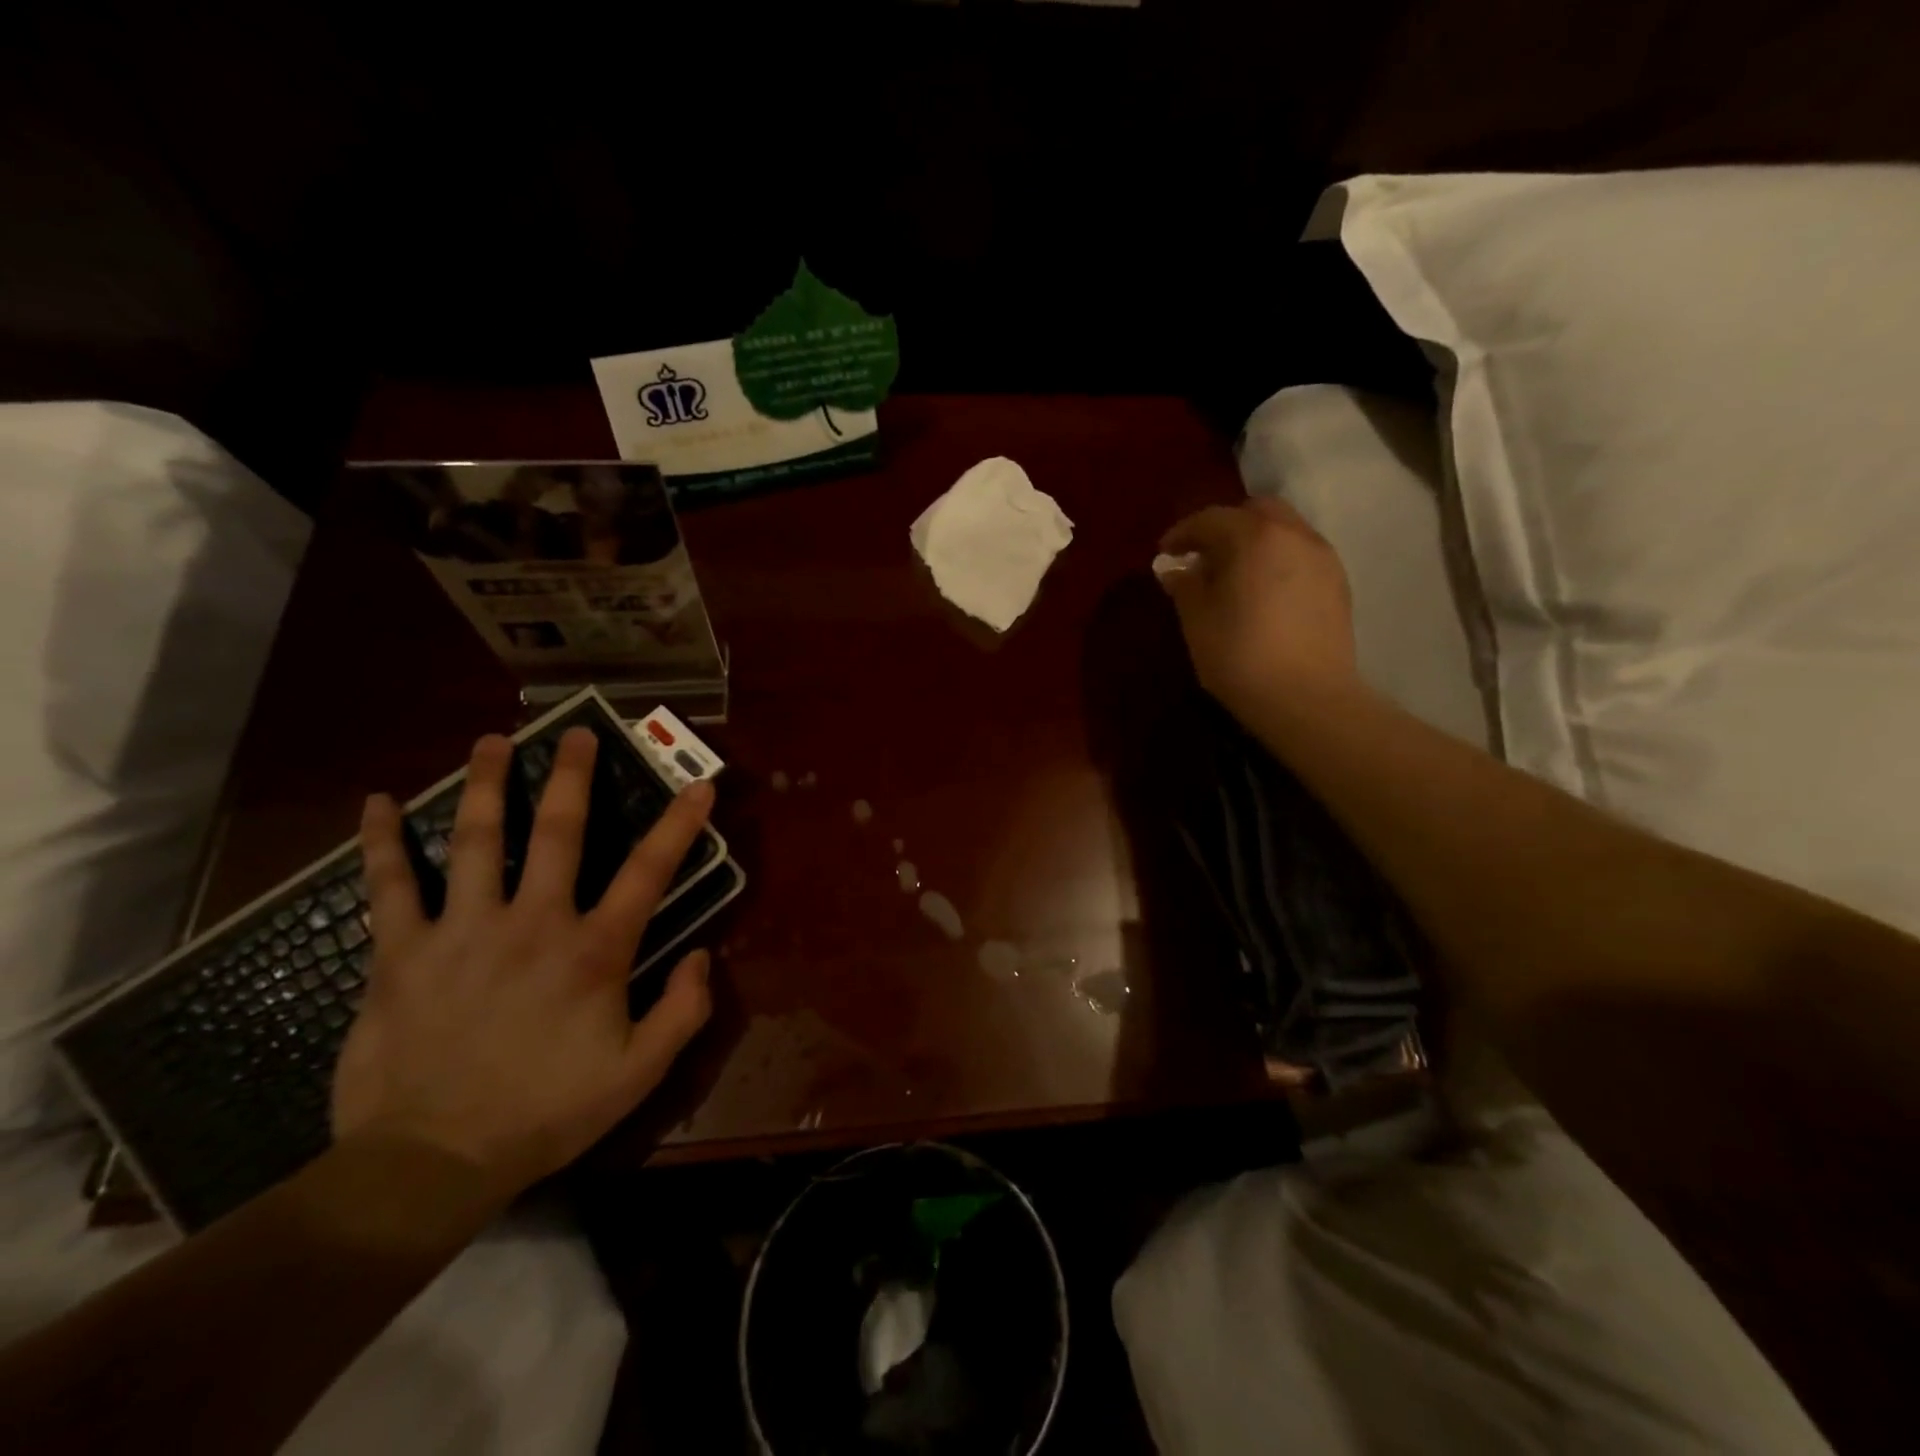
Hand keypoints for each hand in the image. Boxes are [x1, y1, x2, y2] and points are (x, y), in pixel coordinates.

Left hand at [332, 728, 714, 1202]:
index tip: (700, 785)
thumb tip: (703, 956)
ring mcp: (463, 931)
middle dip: (573, 777)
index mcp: (594, 951)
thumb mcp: (638, 1073)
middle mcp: (534, 923)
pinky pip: (389, 886)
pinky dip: (382, 842)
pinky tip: (378, 802)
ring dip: (487, 785)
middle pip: (558, 833)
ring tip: (493, 741)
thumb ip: (683, 1011)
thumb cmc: (545, 1112)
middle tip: (578, 734)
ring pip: (477, 840)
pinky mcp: (401, 953)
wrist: (430, 1162)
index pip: (649, 872)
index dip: (679, 824)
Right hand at [1157, 498, 1358, 718]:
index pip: (1211, 518)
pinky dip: (1277, 560)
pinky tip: (1263, 592)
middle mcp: (1294, 534)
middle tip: (1203, 557)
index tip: (1165, 553)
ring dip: (1254, 542)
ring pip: (1283, 530)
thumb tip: (1174, 569)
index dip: (1183, 533)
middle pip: (1255, 511)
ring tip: (1234, 575)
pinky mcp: (1338, 582)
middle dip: (1225, 527)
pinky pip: (1301, 554)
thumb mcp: (1197, 621)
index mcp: (1254, 537)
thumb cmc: (1241, 656)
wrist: (1307, 698)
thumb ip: (1185, 586)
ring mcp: (1322, 557)